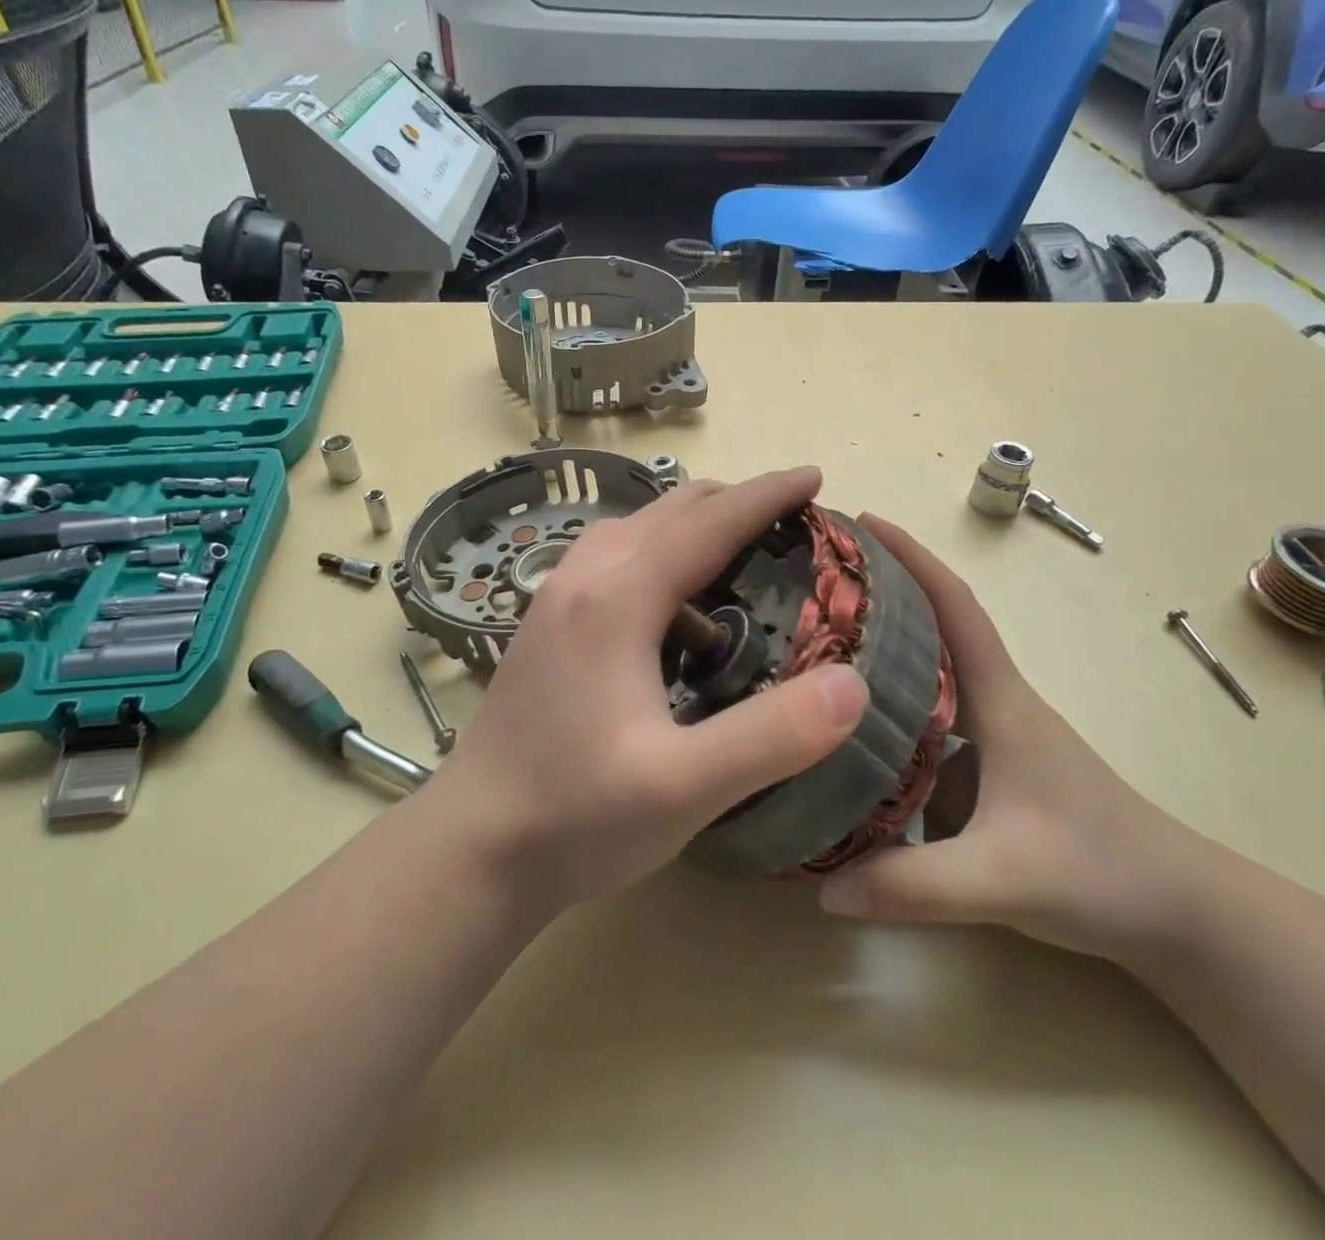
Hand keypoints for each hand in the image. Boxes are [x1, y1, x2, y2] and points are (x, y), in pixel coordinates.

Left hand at [427, 468, 870, 911]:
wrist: (471, 849)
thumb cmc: (576, 817)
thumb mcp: (685, 788)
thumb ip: (773, 736)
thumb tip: (852, 682)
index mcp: (616, 598)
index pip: (708, 522)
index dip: (767, 494)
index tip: (816, 476)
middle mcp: (582, 578)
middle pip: (669, 511)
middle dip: (734, 503)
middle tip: (793, 523)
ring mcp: (555, 598)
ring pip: (636, 530)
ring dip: (693, 527)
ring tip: (742, 555)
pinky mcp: (546, 624)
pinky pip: (614, 561)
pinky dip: (660, 558)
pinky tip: (678, 611)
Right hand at [818, 515, 1197, 961]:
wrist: (1182, 912)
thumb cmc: (1102, 872)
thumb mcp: (1000, 881)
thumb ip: (911, 886)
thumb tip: (818, 887)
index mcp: (1002, 701)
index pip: (956, 609)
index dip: (912, 558)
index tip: (863, 522)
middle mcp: (998, 701)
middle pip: (936, 625)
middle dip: (884, 589)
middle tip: (818, 578)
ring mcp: (999, 731)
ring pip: (934, 669)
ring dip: (887, 643)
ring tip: (822, 642)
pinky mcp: (996, 762)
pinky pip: (936, 712)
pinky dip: (897, 698)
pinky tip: (857, 724)